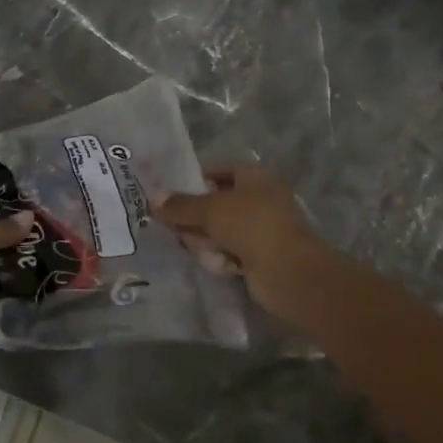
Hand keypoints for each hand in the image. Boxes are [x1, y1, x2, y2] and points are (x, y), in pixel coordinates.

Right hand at [159, 166, 326, 328]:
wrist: (289, 272)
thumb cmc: (251, 225)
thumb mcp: (210, 210)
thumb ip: (181, 205)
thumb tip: (152, 199)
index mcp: (255, 176)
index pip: (219, 171)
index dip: (194, 179)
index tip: (169, 193)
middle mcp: (260, 198)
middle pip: (217, 202)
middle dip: (195, 215)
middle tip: (170, 224)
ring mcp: (262, 229)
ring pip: (222, 229)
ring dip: (206, 238)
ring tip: (192, 246)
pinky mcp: (260, 256)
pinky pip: (231, 251)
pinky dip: (221, 257)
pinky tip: (214, 263)